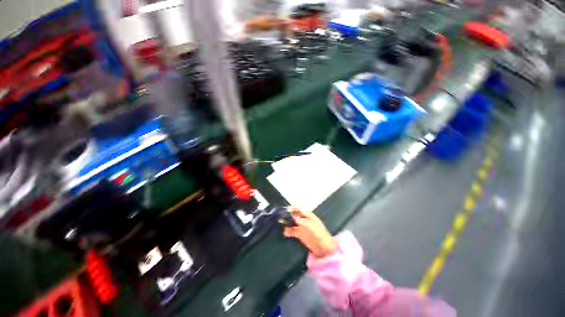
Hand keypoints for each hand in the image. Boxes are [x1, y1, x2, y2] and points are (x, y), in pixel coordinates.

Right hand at [283, 207, 337, 257]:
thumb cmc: (320, 235)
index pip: (299, 209)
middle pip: (295, 215)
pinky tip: (284, 232)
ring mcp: (302, 227)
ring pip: (292, 222)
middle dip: (288, 215)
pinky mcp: (300, 235)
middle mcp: (305, 220)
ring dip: (287, 222)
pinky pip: (293, 231)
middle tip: (280, 215)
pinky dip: (288, 231)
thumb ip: (303, 222)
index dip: (293, 208)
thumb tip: (294, 217)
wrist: (325, 249)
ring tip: (280, 222)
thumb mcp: (312, 227)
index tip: (286, 209)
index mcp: (309, 215)